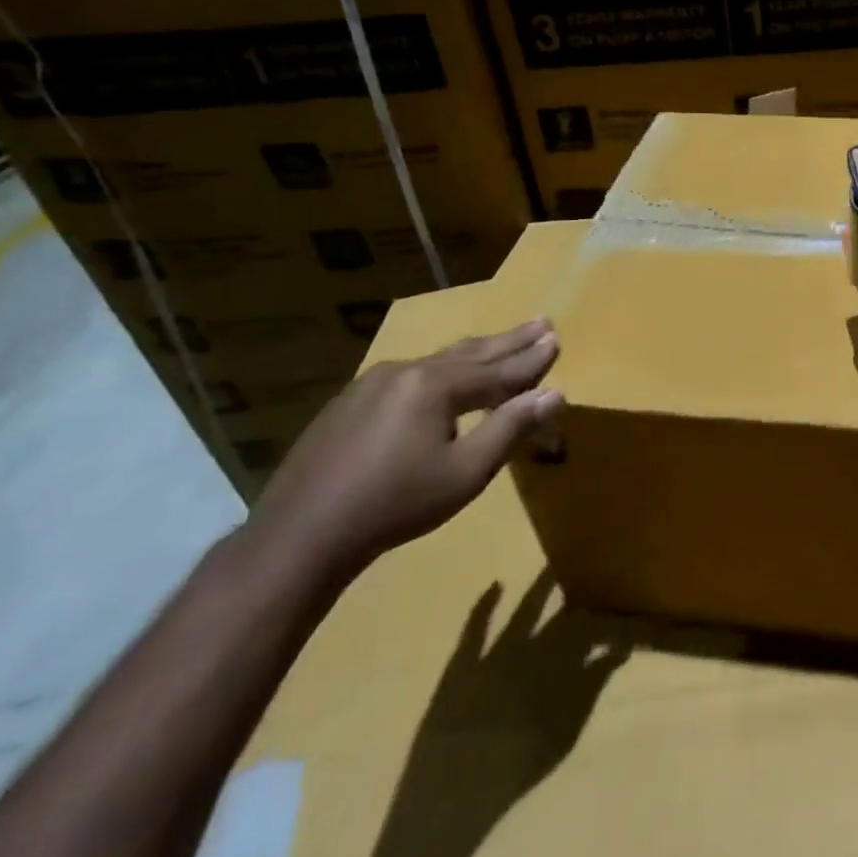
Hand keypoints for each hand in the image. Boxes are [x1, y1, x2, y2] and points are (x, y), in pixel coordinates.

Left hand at [244, 320, 562, 582]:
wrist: (300, 535)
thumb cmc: (395, 504)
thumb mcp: (466, 472)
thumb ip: (511, 427)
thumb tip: (554, 393)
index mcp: (435, 385)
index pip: (498, 369)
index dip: (531, 358)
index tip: (557, 340)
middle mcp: (406, 371)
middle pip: (470, 353)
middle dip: (509, 340)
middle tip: (541, 321)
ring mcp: (372, 383)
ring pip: (438, 361)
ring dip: (476, 351)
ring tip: (501, 341)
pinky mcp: (349, 402)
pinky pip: (410, 375)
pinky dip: (443, 369)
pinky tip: (444, 373)